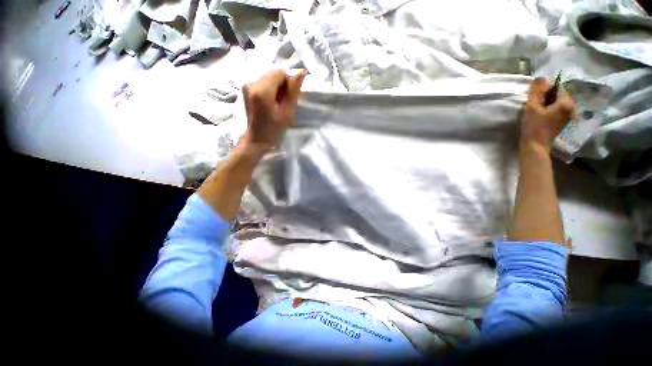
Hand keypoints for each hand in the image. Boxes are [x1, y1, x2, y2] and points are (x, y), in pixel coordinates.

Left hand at [241, 69, 306, 152]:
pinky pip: (263, 82)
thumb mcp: (288, 112)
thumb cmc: (275, 129)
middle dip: (282, 83)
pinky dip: (270, 88)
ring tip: (278, 102)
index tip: (291, 96)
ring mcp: (247, 85)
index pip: (280, 73)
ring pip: (268, 77)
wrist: (257, 139)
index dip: (289, 82)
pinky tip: (271, 101)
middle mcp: (252, 83)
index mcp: (262, 90)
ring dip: (277, 86)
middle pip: (273, 73)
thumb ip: (293, 91)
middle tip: (285, 100)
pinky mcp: (246, 88)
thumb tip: (301, 72)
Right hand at [521, 78, 575, 153]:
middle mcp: (572, 107)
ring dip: (549, 103)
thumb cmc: (534, 127)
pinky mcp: (565, 121)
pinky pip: (559, 109)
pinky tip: (543, 116)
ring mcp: (570, 115)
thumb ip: (536, 92)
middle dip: (548, 96)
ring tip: (539, 111)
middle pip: (559, 95)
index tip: (535, 99)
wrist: (536, 146)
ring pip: (559, 102)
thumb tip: (540, 78)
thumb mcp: (532, 107)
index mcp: (566, 102)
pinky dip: (551, 109)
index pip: (557, 87)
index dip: (545, 90)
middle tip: (536, 105)